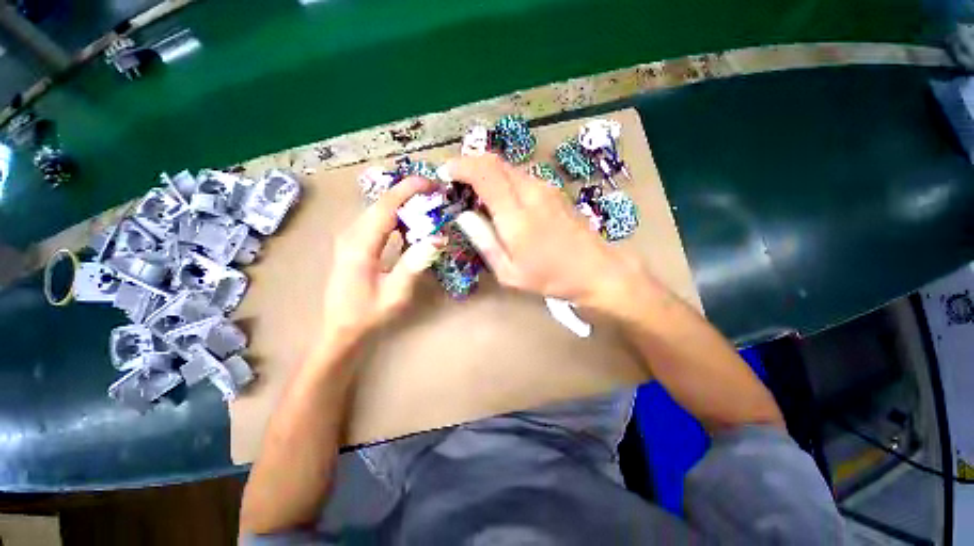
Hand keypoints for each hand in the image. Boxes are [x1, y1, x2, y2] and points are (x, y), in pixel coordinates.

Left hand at [319, 176, 443, 345]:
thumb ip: (415, 264)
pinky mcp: (352, 243)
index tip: (432, 184)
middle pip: (382, 203)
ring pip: (379, 210)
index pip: (386, 206)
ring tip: (428, 208)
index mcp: (360, 245)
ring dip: (404, 206)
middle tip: (437, 197)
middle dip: (410, 195)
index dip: (409, 190)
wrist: (340, 329)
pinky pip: (377, 221)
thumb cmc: (368, 314)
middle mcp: (351, 234)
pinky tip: (411, 227)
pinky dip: (397, 218)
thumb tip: (439, 238)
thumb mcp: (396, 293)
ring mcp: (349, 237)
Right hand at [446, 154, 658, 314]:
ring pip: (507, 167)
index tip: (444, 175)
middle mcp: (531, 192)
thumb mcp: (508, 271)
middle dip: (469, 165)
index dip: (460, 166)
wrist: (596, 269)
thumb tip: (464, 216)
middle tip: (456, 184)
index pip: (484, 172)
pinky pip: (520, 176)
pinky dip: (502, 179)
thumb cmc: (550, 277)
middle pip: (494, 161)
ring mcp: (545, 188)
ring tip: (474, 194)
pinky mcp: (552, 190)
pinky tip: (499, 200)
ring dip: (486, 172)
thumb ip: (484, 241)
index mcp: (516, 215)